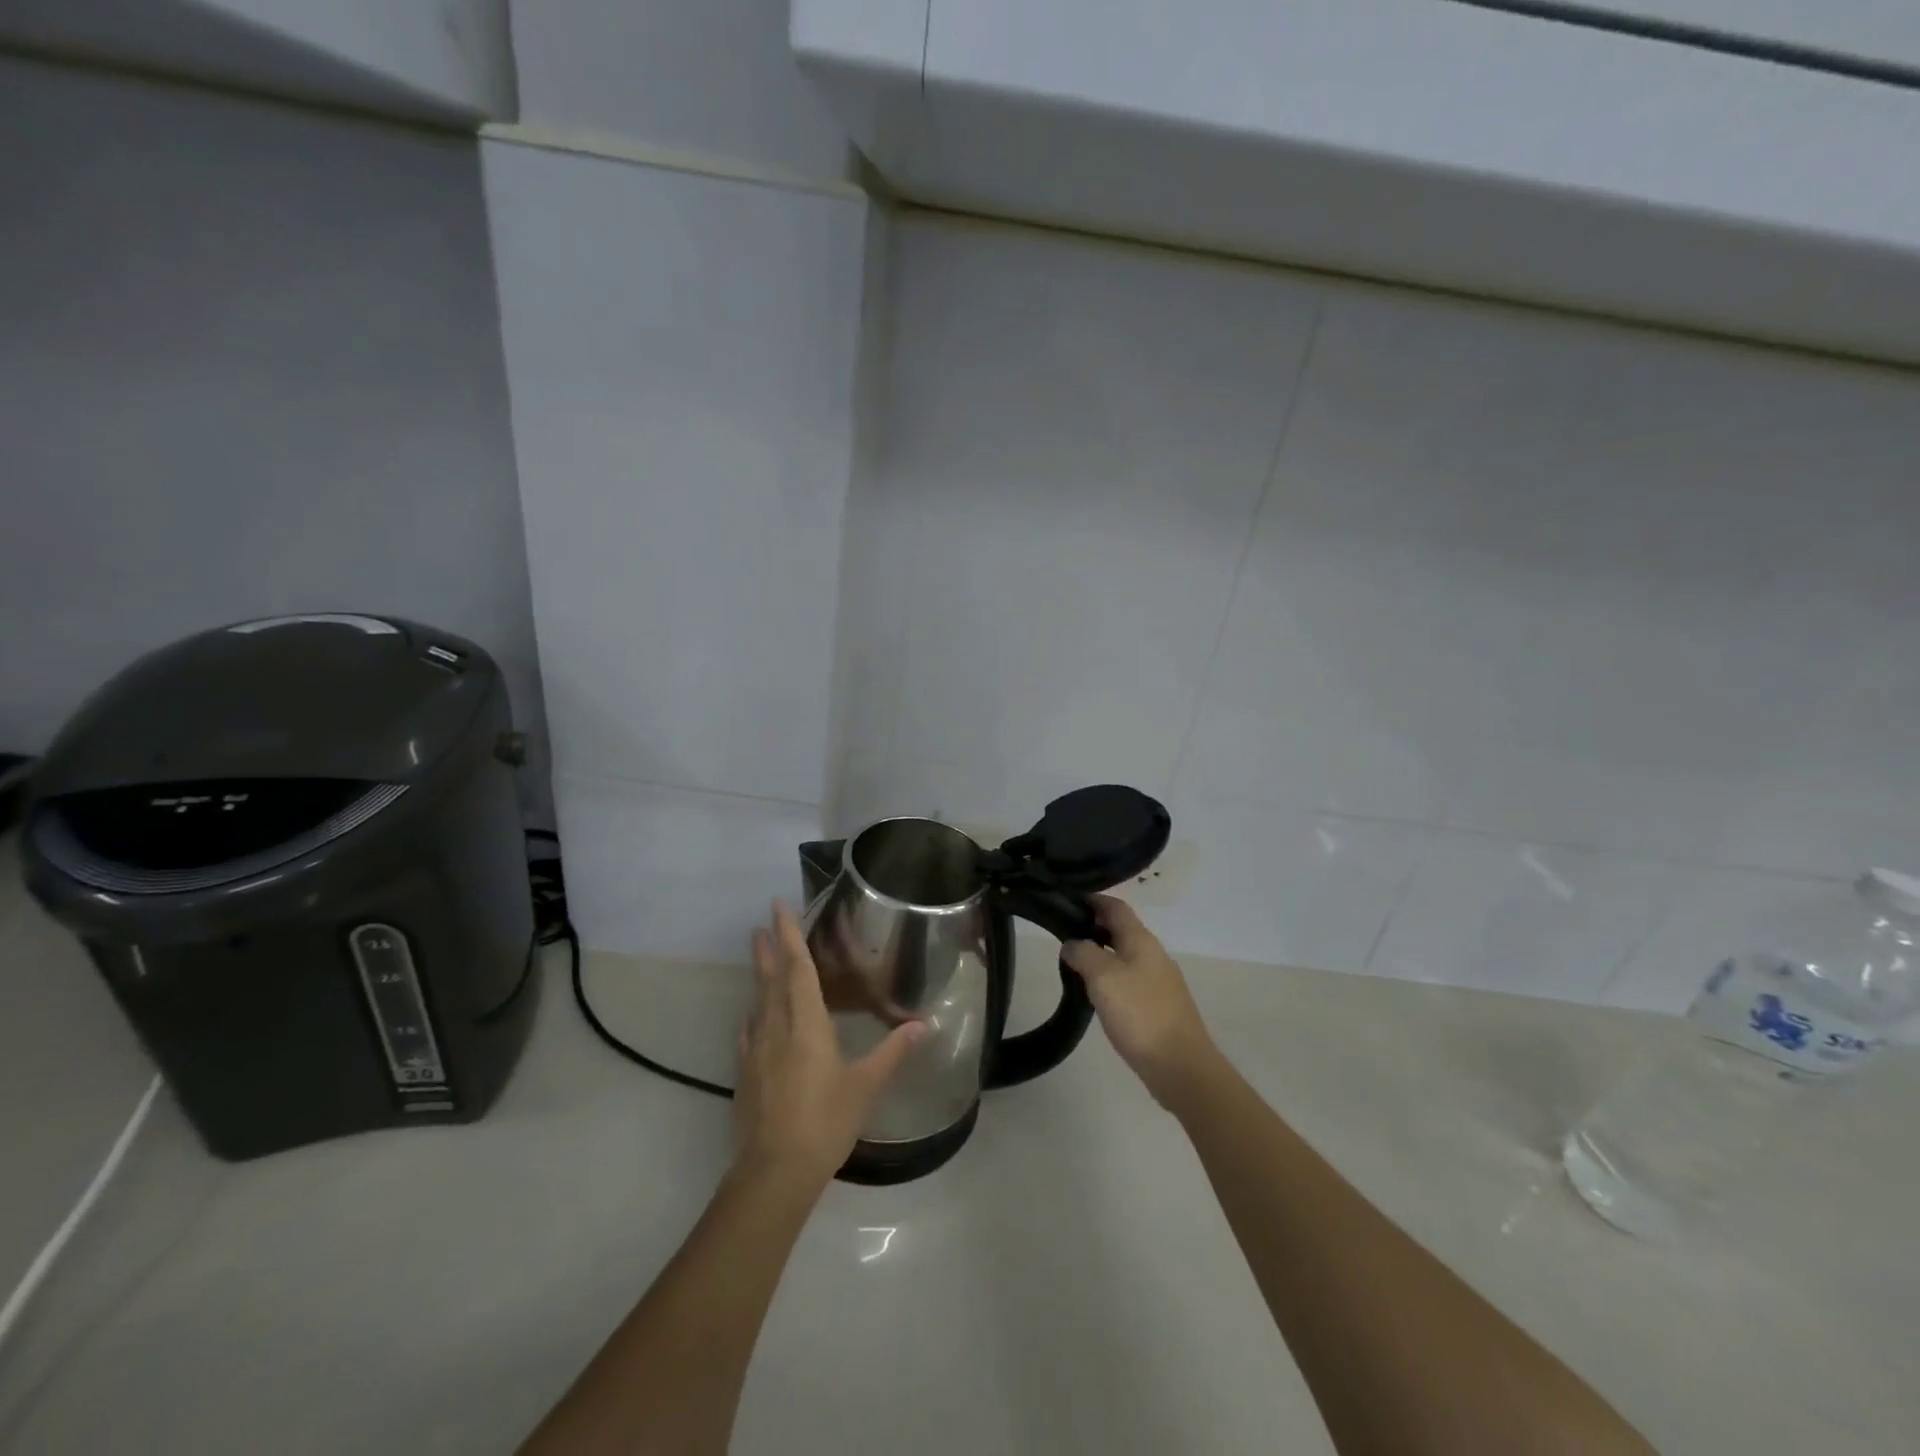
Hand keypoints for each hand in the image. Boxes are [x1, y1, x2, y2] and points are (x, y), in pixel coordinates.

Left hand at [735, 901, 926, 1187]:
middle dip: (769, 948)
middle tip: (761, 923)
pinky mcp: (746, 1075)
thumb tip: (924, 1024)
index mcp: (807, 1023)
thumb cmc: (826, 1120)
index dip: (790, 935)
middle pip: (772, 979)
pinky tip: (753, 1018)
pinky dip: (753, 1016)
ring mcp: (757, 1051)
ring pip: (758, 1002)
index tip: (778, 907)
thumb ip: (893, 1051)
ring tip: (758, 956)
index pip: (798, 968)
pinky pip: (750, 1032)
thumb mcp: (866, 1085)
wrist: (775, 1171)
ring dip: (759, 975)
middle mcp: (777, 1028)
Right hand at [1064, 896, 1220, 1108]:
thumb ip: (1083, 953)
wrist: (1181, 1067)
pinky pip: (1130, 979)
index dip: (1092, 899)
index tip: (1066, 900)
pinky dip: (1110, 977)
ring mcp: (1159, 981)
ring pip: (1124, 955)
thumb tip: (1072, 944)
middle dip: (1093, 927)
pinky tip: (1096, 994)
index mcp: (1141, 940)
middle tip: (1062, 935)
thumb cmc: (1140, 1014)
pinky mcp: (1159, 1005)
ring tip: (1073, 965)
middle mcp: (1153, 954)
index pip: (1115, 906)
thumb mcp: (1103, 977)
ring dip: (1100, 954)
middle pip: (1121, 929)